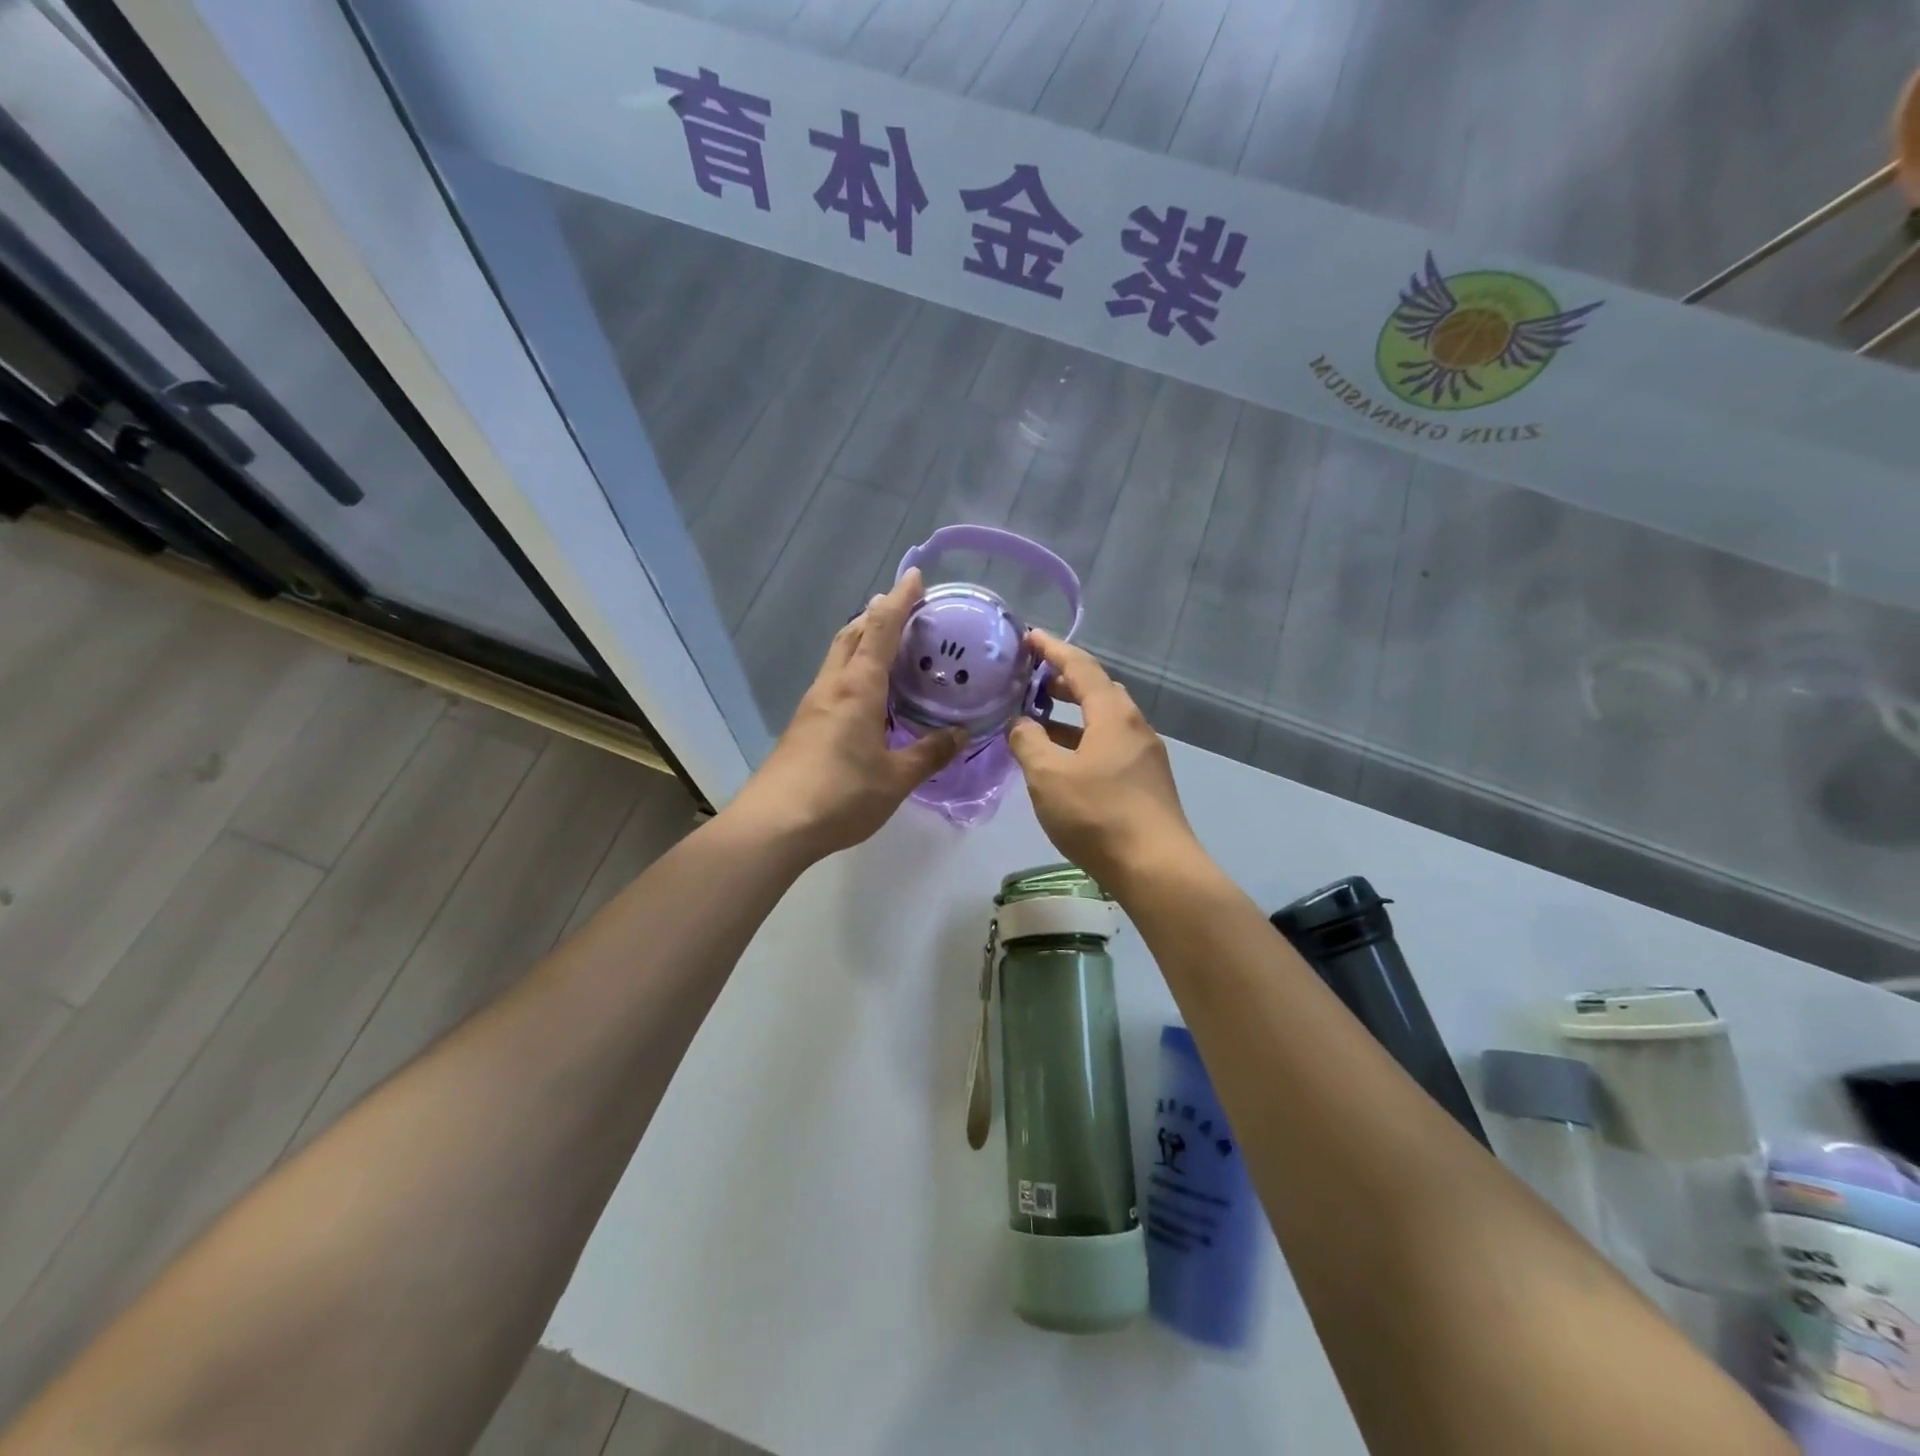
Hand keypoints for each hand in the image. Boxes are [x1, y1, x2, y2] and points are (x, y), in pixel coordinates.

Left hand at [728, 568, 963, 860]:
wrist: (775, 825)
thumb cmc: (841, 795)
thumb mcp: (896, 778)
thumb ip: (929, 753)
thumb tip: (961, 734)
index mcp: (858, 688)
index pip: (880, 629)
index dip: (899, 600)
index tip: (915, 576)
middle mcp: (832, 686)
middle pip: (852, 634)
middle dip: (877, 615)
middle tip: (906, 610)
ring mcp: (813, 704)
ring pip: (839, 657)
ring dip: (863, 641)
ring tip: (892, 646)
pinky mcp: (804, 724)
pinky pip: (834, 681)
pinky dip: (855, 670)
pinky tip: (870, 694)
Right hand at [1008, 631, 1198, 890]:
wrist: (1156, 868)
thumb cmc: (1098, 814)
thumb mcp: (1048, 776)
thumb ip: (1028, 742)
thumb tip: (1020, 724)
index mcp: (1113, 714)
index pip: (1080, 666)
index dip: (1052, 649)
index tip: (1028, 636)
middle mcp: (1134, 726)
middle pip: (1097, 690)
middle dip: (1062, 681)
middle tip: (1030, 681)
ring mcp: (1144, 756)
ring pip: (1103, 722)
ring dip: (1071, 716)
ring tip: (1038, 721)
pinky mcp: (1145, 783)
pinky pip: (1108, 746)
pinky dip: (1082, 741)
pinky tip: (1062, 762)